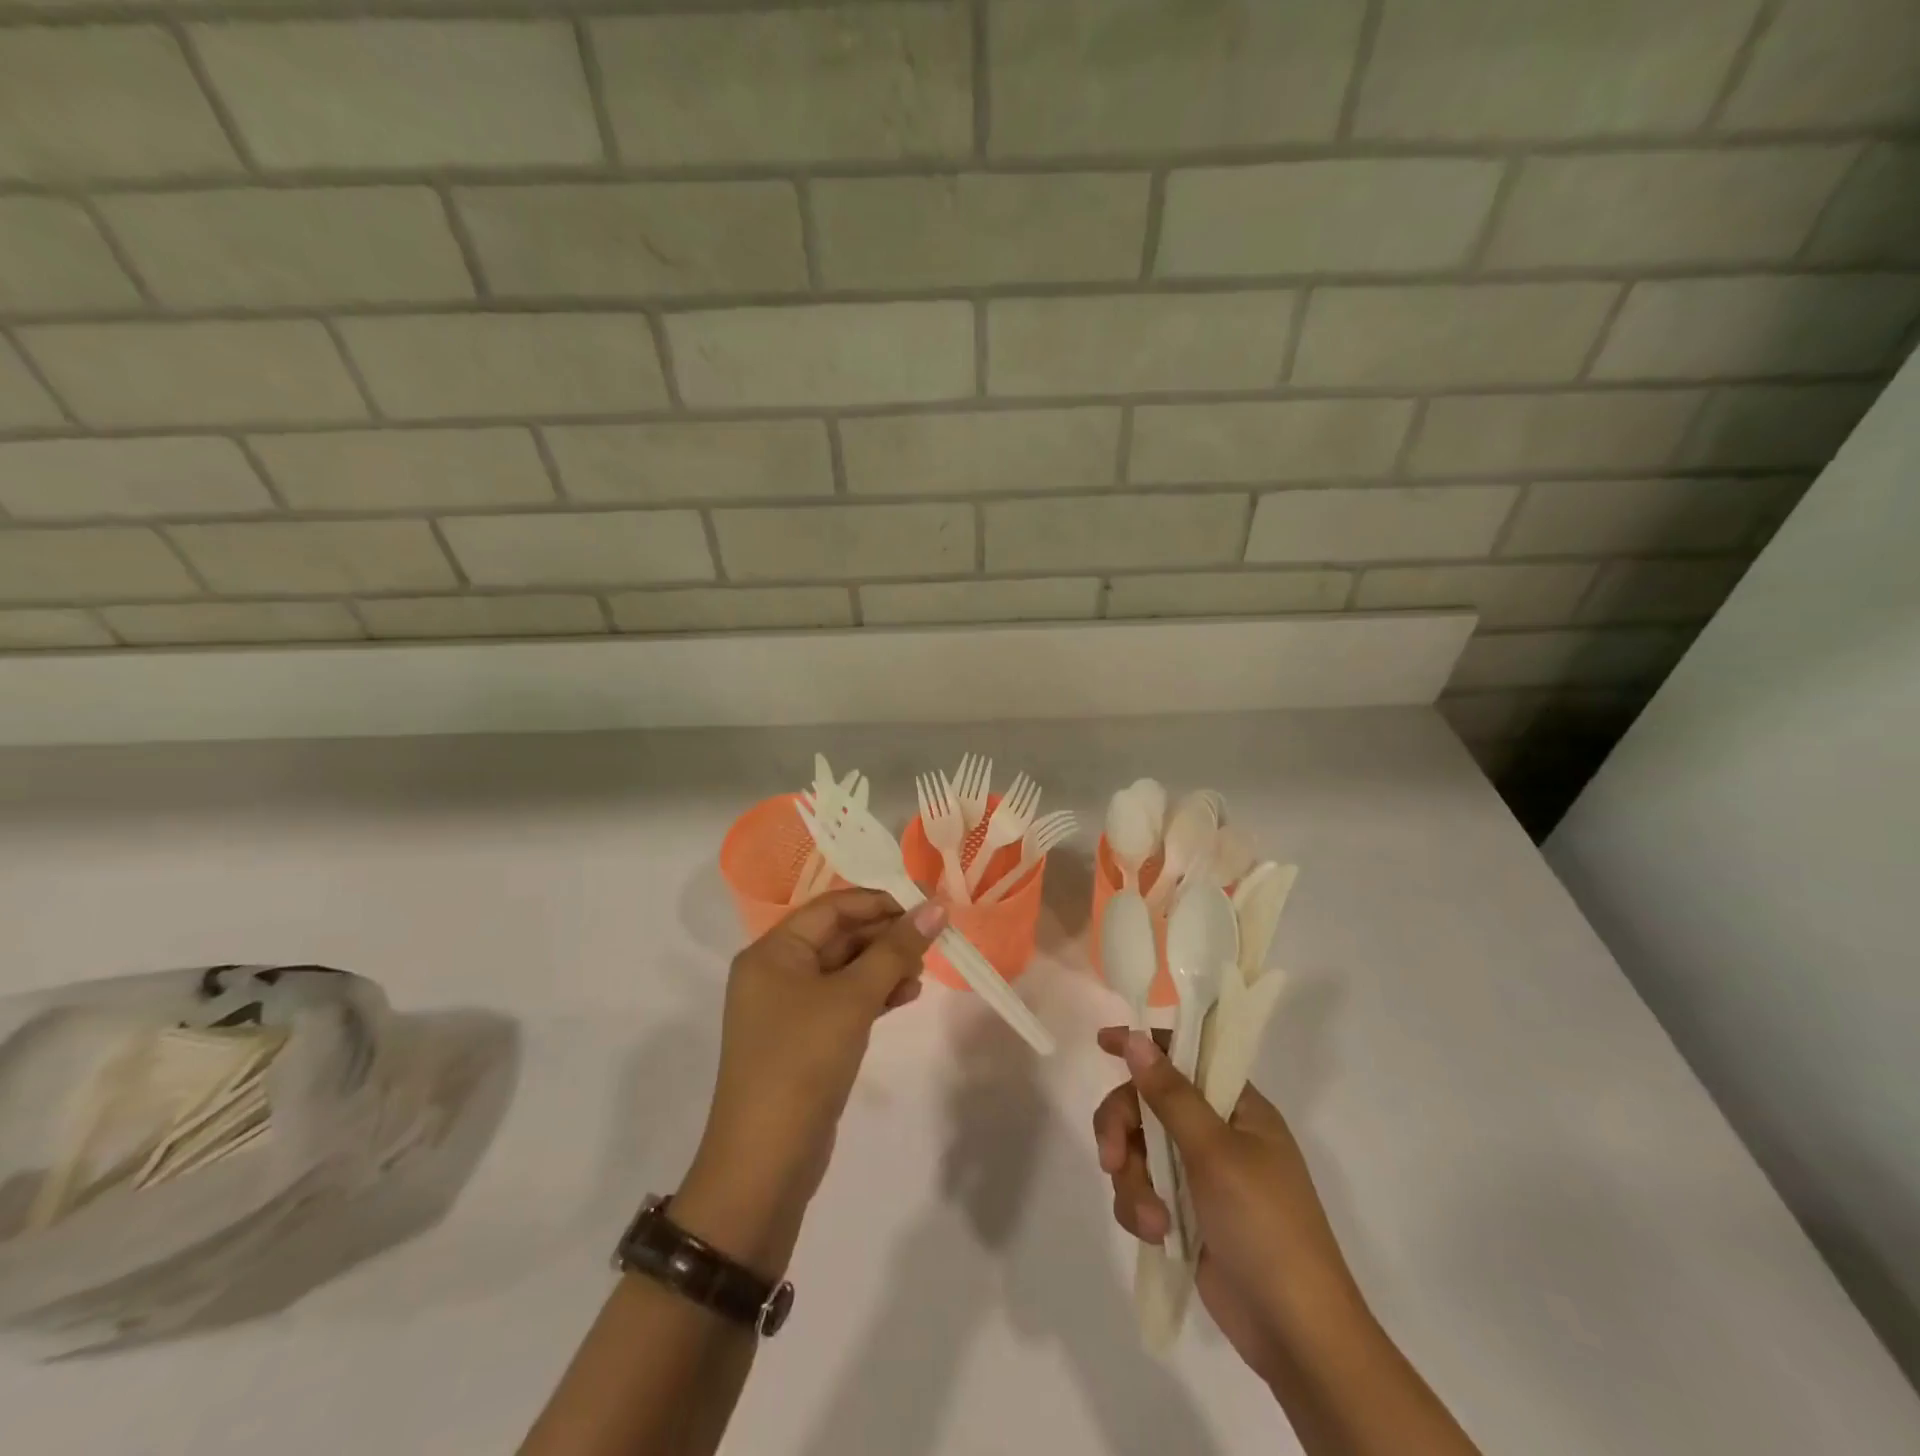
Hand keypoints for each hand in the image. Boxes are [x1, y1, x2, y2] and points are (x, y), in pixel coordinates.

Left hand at [676, 890, 945, 1274]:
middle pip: (838, 936)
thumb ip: (895, 949)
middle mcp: (775, 972)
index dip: (880, 902)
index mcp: (773, 951)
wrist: (764, 1163)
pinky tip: (906, 996)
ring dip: (884, 965)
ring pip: (844, 969)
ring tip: (923, 972)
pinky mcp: (804, 1039)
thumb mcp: (853, 999)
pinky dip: (874, 995)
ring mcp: (788, 1008)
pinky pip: (843, 1001)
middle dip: (886, 936)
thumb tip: (936, 906)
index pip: (832, 907)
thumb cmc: (803, 1061)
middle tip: (932, 941)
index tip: (927, 905)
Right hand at [1092, 1027, 1367, 1383]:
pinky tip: (1155, 1233)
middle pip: (1148, 1103)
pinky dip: (1140, 1208)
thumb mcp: (1215, 1153)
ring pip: (1138, 1149)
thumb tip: (1135, 1037)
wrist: (1295, 1335)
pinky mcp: (1185, 1213)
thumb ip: (1171, 1094)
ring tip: (1152, 1219)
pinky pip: (1142, 1189)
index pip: (1185, 1055)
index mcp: (1239, 1108)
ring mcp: (1200, 1175)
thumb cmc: (1264, 1226)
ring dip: (1133, 1180)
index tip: (1102, 1042)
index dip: (1145, 1046)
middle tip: (1110, 1155)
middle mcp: (1218, 1133)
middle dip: (1123, 1128)